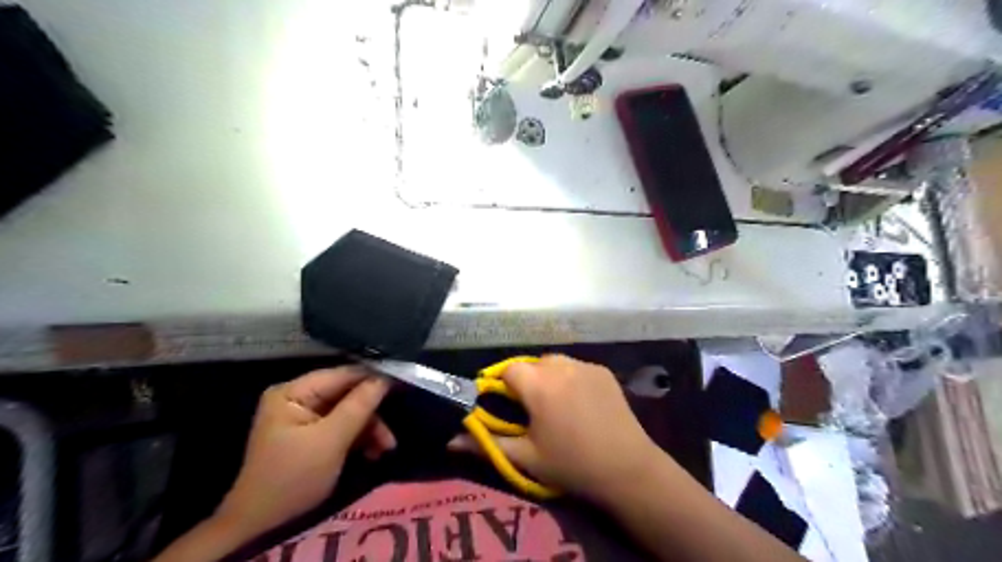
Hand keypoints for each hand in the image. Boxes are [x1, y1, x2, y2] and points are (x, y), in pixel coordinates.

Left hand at [217, 369, 392, 540]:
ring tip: (384, 450)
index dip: (373, 379)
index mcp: (294, 392)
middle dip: (372, 414)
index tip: (402, 386)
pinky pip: (343, 426)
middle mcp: (298, 397)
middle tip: (391, 436)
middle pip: (348, 394)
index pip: (343, 374)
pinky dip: (359, 438)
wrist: (262, 525)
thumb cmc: (293, 477)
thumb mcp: (331, 440)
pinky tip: (372, 453)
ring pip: (349, 411)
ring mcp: (304, 415)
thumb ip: (359, 405)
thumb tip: (386, 377)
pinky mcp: (312, 433)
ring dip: (369, 429)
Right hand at [449, 356, 662, 499]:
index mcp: (538, 384)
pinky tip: (580, 402)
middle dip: (526, 381)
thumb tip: (450, 441)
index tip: (505, 406)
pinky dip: (571, 378)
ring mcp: (585, 366)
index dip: (502, 385)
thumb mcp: (525, 457)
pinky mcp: (603, 371)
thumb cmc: (571, 465)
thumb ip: (485, 444)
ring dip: (548, 377)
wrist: (627, 469)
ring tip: (556, 404)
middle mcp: (561, 366)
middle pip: (532, 364)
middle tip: (531, 409)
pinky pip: (577, 367)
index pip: (508, 369)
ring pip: (555, 363)